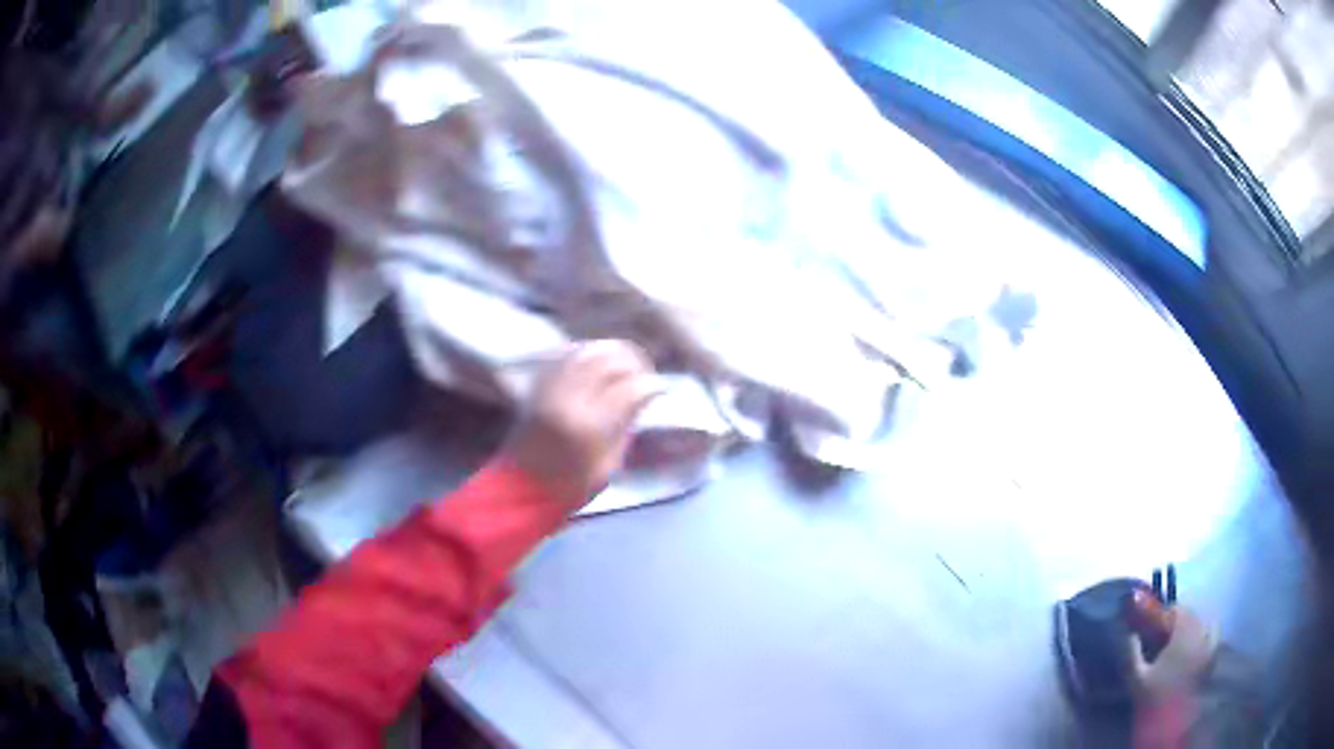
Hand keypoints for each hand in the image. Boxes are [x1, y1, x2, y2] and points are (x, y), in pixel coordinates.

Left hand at [503, 341, 660, 510]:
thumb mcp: (609, 465)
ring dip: (612, 351)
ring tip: (626, 363)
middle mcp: (569, 399)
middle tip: (646, 373)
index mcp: (590, 426)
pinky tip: (598, 361)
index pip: (631, 389)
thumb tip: (642, 400)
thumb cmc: (570, 486)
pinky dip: (587, 351)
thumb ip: (626, 427)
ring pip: (587, 350)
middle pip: (609, 360)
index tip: (662, 389)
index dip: (652, 385)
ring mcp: (550, 388)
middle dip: (634, 361)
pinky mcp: (538, 385)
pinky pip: (565, 354)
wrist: (521, 489)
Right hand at [1127, 598, 1218, 704]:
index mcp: (1184, 634)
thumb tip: (1129, 633)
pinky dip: (1207, 633)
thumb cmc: (1153, 698)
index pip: (1180, 609)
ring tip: (1181, 638)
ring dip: (1194, 625)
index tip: (1155, 623)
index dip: (1168, 612)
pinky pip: (1214, 635)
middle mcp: (1201, 634)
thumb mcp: (1137, 677)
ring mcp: (1210, 646)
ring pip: (1206, 622)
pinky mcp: (1212, 659)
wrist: (1169, 724)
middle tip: (1165, 633)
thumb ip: (1132, 652)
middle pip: (1193, 614)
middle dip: (1180, 619)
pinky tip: (1196, 646)